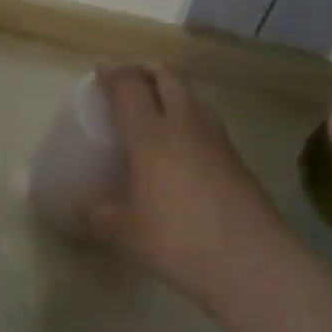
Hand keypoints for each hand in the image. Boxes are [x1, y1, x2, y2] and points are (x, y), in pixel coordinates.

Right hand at [87, 64, 286, 309]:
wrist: (251, 261)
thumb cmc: (178, 239)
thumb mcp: (126, 232)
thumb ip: (98, 216)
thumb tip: (81, 211)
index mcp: (150, 134)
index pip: (128, 86)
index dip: (113, 73)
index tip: (100, 70)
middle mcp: (183, 124)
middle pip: (167, 77)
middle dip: (146, 70)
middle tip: (129, 80)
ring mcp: (215, 138)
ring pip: (192, 96)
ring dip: (172, 91)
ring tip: (158, 107)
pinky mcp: (237, 158)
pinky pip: (208, 121)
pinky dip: (191, 118)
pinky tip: (185, 144)